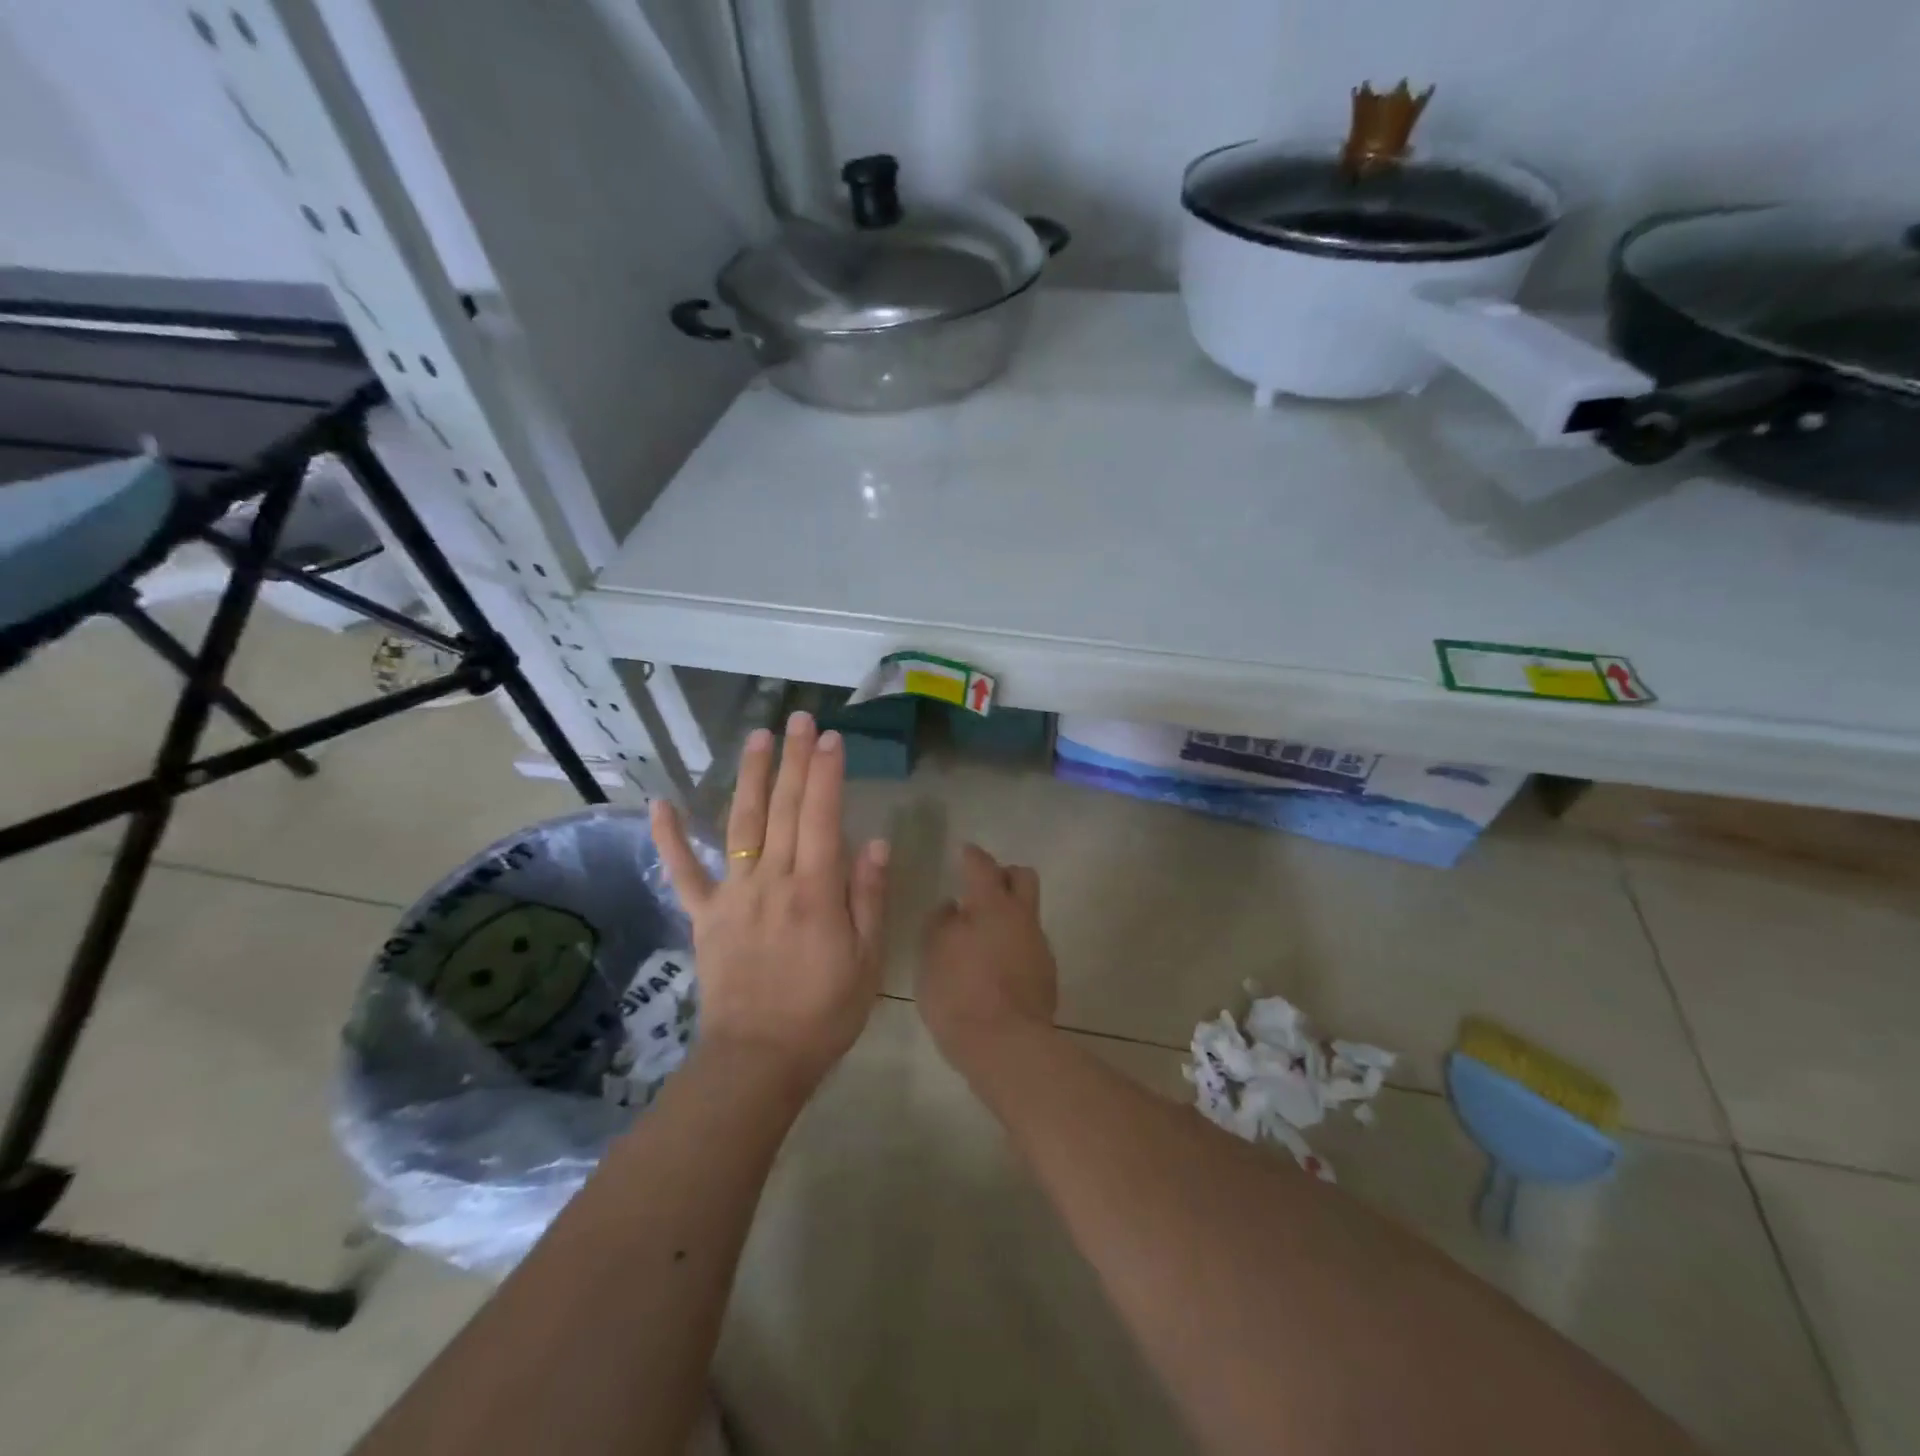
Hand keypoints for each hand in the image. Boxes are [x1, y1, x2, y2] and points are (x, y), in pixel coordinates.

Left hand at [651, 712, 889, 1087]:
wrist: (757, 1061)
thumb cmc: (824, 1012)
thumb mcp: (866, 960)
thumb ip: (868, 897)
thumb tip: (875, 842)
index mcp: (815, 891)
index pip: (821, 817)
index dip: (826, 773)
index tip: (831, 737)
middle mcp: (771, 881)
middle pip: (783, 809)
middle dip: (793, 759)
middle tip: (799, 718)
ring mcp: (733, 896)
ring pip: (741, 824)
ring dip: (750, 777)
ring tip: (757, 737)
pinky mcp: (705, 916)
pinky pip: (684, 872)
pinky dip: (670, 837)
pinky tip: (660, 803)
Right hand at [918, 844, 1058, 1067]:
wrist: (1006, 1045)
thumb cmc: (959, 993)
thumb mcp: (932, 954)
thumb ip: (941, 922)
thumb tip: (953, 907)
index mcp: (992, 904)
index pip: (983, 865)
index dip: (972, 856)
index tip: (965, 852)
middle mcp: (1022, 917)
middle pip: (1023, 877)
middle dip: (1004, 875)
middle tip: (982, 887)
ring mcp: (1039, 946)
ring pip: (1028, 913)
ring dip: (1009, 914)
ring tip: (983, 934)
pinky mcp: (1046, 975)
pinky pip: (1029, 944)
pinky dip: (1014, 944)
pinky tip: (995, 965)